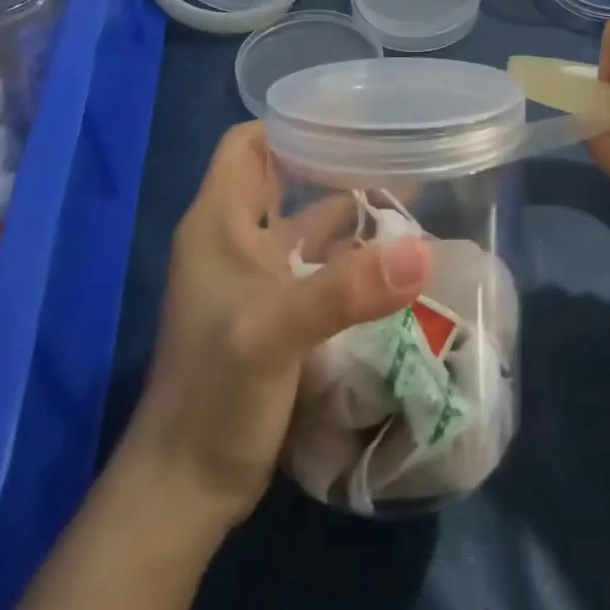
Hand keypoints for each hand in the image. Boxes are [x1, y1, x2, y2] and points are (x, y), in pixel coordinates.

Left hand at [123, 122, 431, 528]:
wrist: (186, 492)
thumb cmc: (215, 397)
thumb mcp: (275, 334)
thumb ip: (346, 290)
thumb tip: (423, 253)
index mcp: (219, 223)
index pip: (249, 144)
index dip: (291, 123)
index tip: (349, 117)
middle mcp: (236, 241)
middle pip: (285, 177)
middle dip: (333, 161)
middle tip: (394, 149)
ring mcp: (256, 280)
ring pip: (307, 223)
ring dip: (350, 210)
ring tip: (408, 195)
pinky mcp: (276, 314)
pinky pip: (319, 265)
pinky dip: (352, 255)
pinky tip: (394, 257)